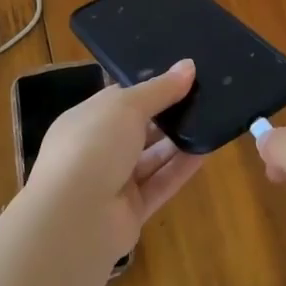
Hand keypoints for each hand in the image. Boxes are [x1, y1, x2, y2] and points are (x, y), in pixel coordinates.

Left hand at [29, 58, 204, 261]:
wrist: (74, 219)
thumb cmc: (92, 146)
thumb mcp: (126, 106)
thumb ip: (160, 88)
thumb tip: (189, 66)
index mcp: (85, 121)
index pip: (119, 100)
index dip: (149, 87)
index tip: (182, 76)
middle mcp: (96, 151)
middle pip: (138, 129)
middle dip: (166, 114)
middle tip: (203, 96)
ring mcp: (113, 183)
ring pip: (151, 157)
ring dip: (178, 141)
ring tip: (210, 120)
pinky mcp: (131, 211)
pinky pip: (160, 184)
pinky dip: (181, 168)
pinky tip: (206, 151)